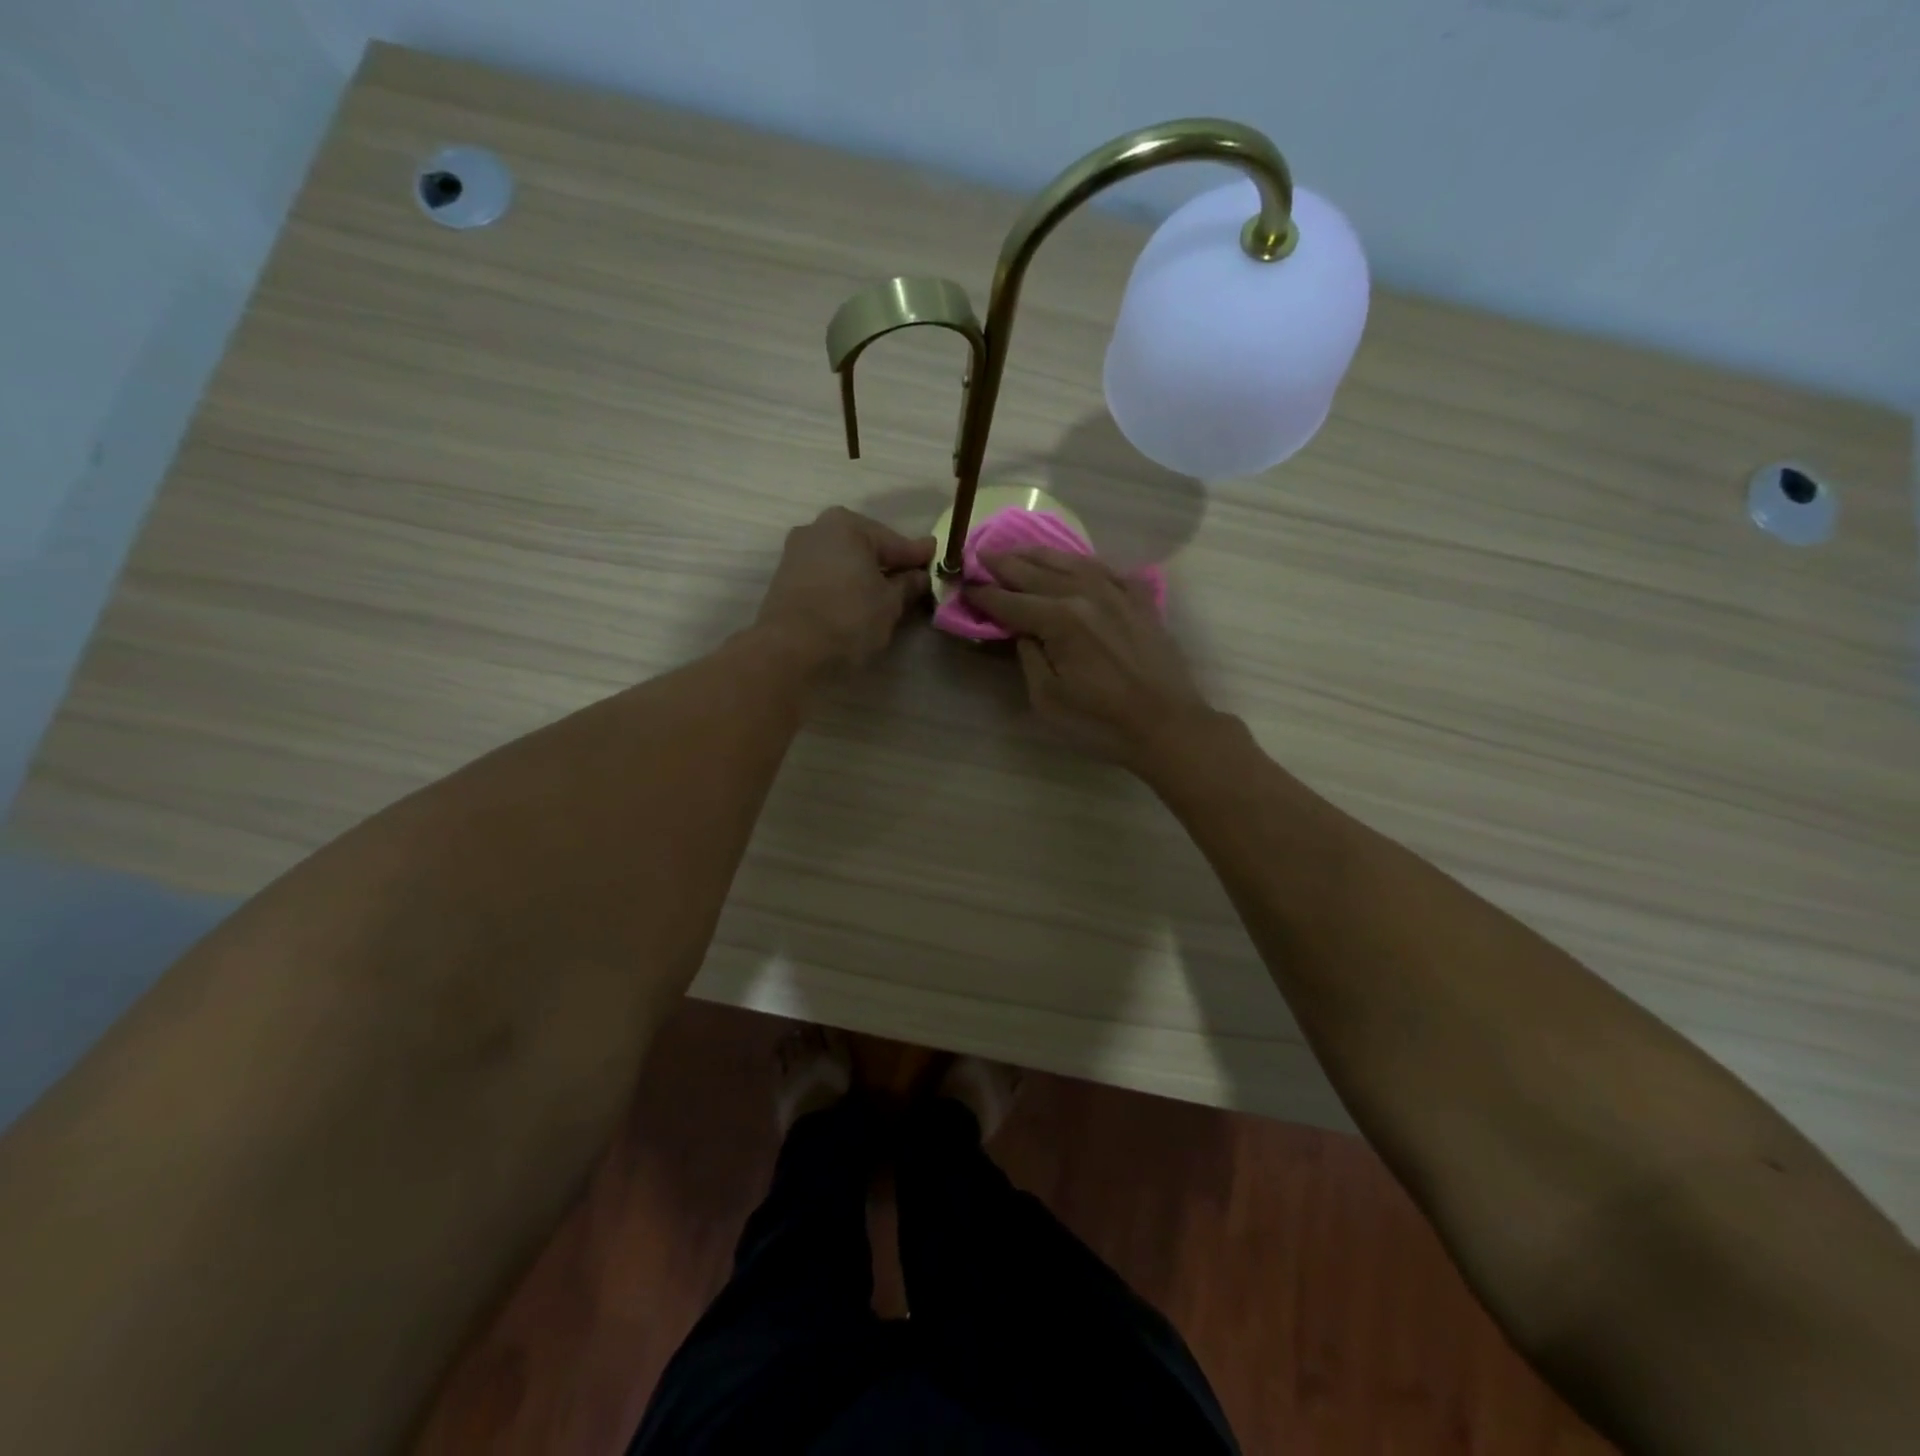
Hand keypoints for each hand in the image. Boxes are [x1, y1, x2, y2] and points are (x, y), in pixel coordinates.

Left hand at [756, 507, 934, 672]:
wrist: (789, 651)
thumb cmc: (849, 619)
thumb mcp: (890, 604)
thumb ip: (908, 585)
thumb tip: (920, 575)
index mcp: (849, 525)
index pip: (895, 542)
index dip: (918, 556)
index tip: (936, 558)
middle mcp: (819, 528)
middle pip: (866, 546)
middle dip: (888, 562)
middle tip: (912, 579)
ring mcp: (798, 551)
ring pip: (844, 559)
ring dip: (864, 573)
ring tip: (885, 594)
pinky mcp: (785, 576)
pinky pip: (827, 573)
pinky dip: (844, 582)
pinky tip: (857, 600)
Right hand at [967, 548, 1212, 766]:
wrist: (1167, 724)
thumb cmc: (1100, 721)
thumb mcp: (1047, 698)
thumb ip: (1028, 657)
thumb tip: (1023, 632)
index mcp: (1060, 619)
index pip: (1010, 601)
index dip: (983, 594)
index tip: (963, 585)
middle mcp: (1085, 593)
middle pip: (1035, 572)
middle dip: (1004, 563)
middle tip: (980, 555)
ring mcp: (1117, 591)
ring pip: (1069, 561)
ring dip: (1038, 554)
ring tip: (1017, 550)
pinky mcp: (1139, 599)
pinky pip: (1104, 568)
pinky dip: (1081, 562)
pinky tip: (1072, 564)